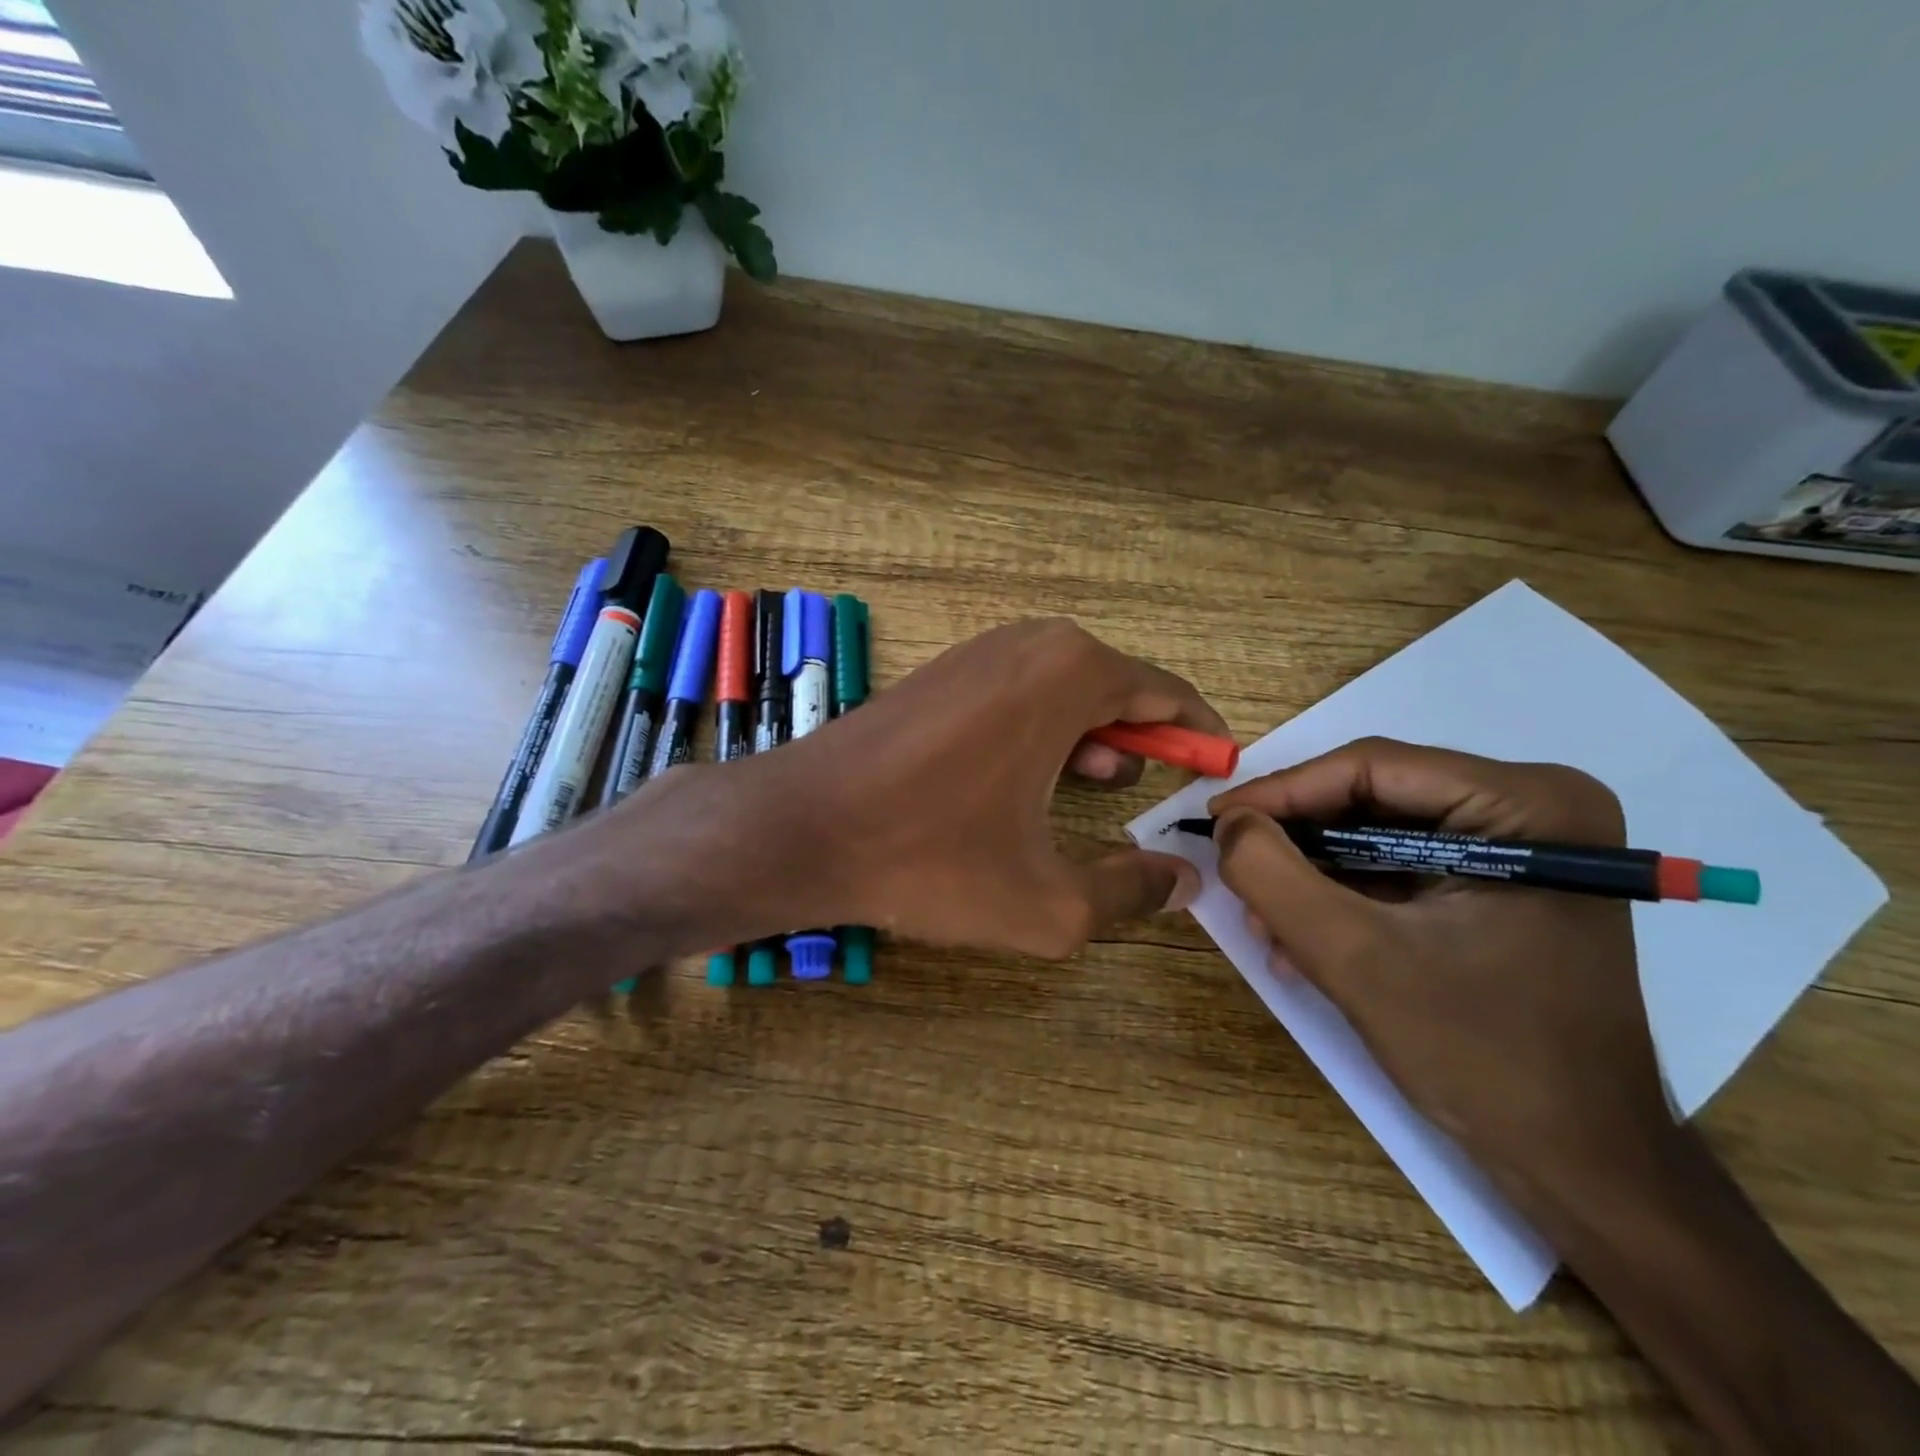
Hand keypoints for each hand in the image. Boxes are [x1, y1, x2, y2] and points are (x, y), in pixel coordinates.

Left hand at [655, 618, 1217, 959]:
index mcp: (1069, 674)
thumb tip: (1185, 881)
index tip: (1217, 771)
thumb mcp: (1047, 902)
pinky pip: (1017, 692)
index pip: (1163, 694)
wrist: (802, 828)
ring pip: (1063, 688)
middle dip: (1144, 738)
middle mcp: (1027, 644)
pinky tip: (1030, 778)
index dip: (1198, 735)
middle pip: (1114, 686)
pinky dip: (1042, 728)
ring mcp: (976, 652)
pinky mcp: (939, 673)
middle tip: (1157, 789)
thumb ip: (1129, 893)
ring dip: (1092, 734)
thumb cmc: (930, 858)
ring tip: (1100, 786)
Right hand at [1209, 738, 1674, 1210]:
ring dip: (1311, 875)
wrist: (1581, 1164)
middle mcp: (1533, 807)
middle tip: (1235, 872)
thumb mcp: (1355, 960)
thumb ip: (1273, 878)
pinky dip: (1343, 896)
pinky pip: (1397, 866)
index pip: (1372, 767)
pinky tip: (1300, 938)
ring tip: (1263, 920)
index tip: (1215, 821)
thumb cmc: (1483, 1056)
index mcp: (1528, 804)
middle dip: (1296, 842)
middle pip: (1373, 798)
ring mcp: (1520, 846)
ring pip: (1376, 832)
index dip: (1280, 791)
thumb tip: (1227, 823)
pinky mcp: (1501, 883)